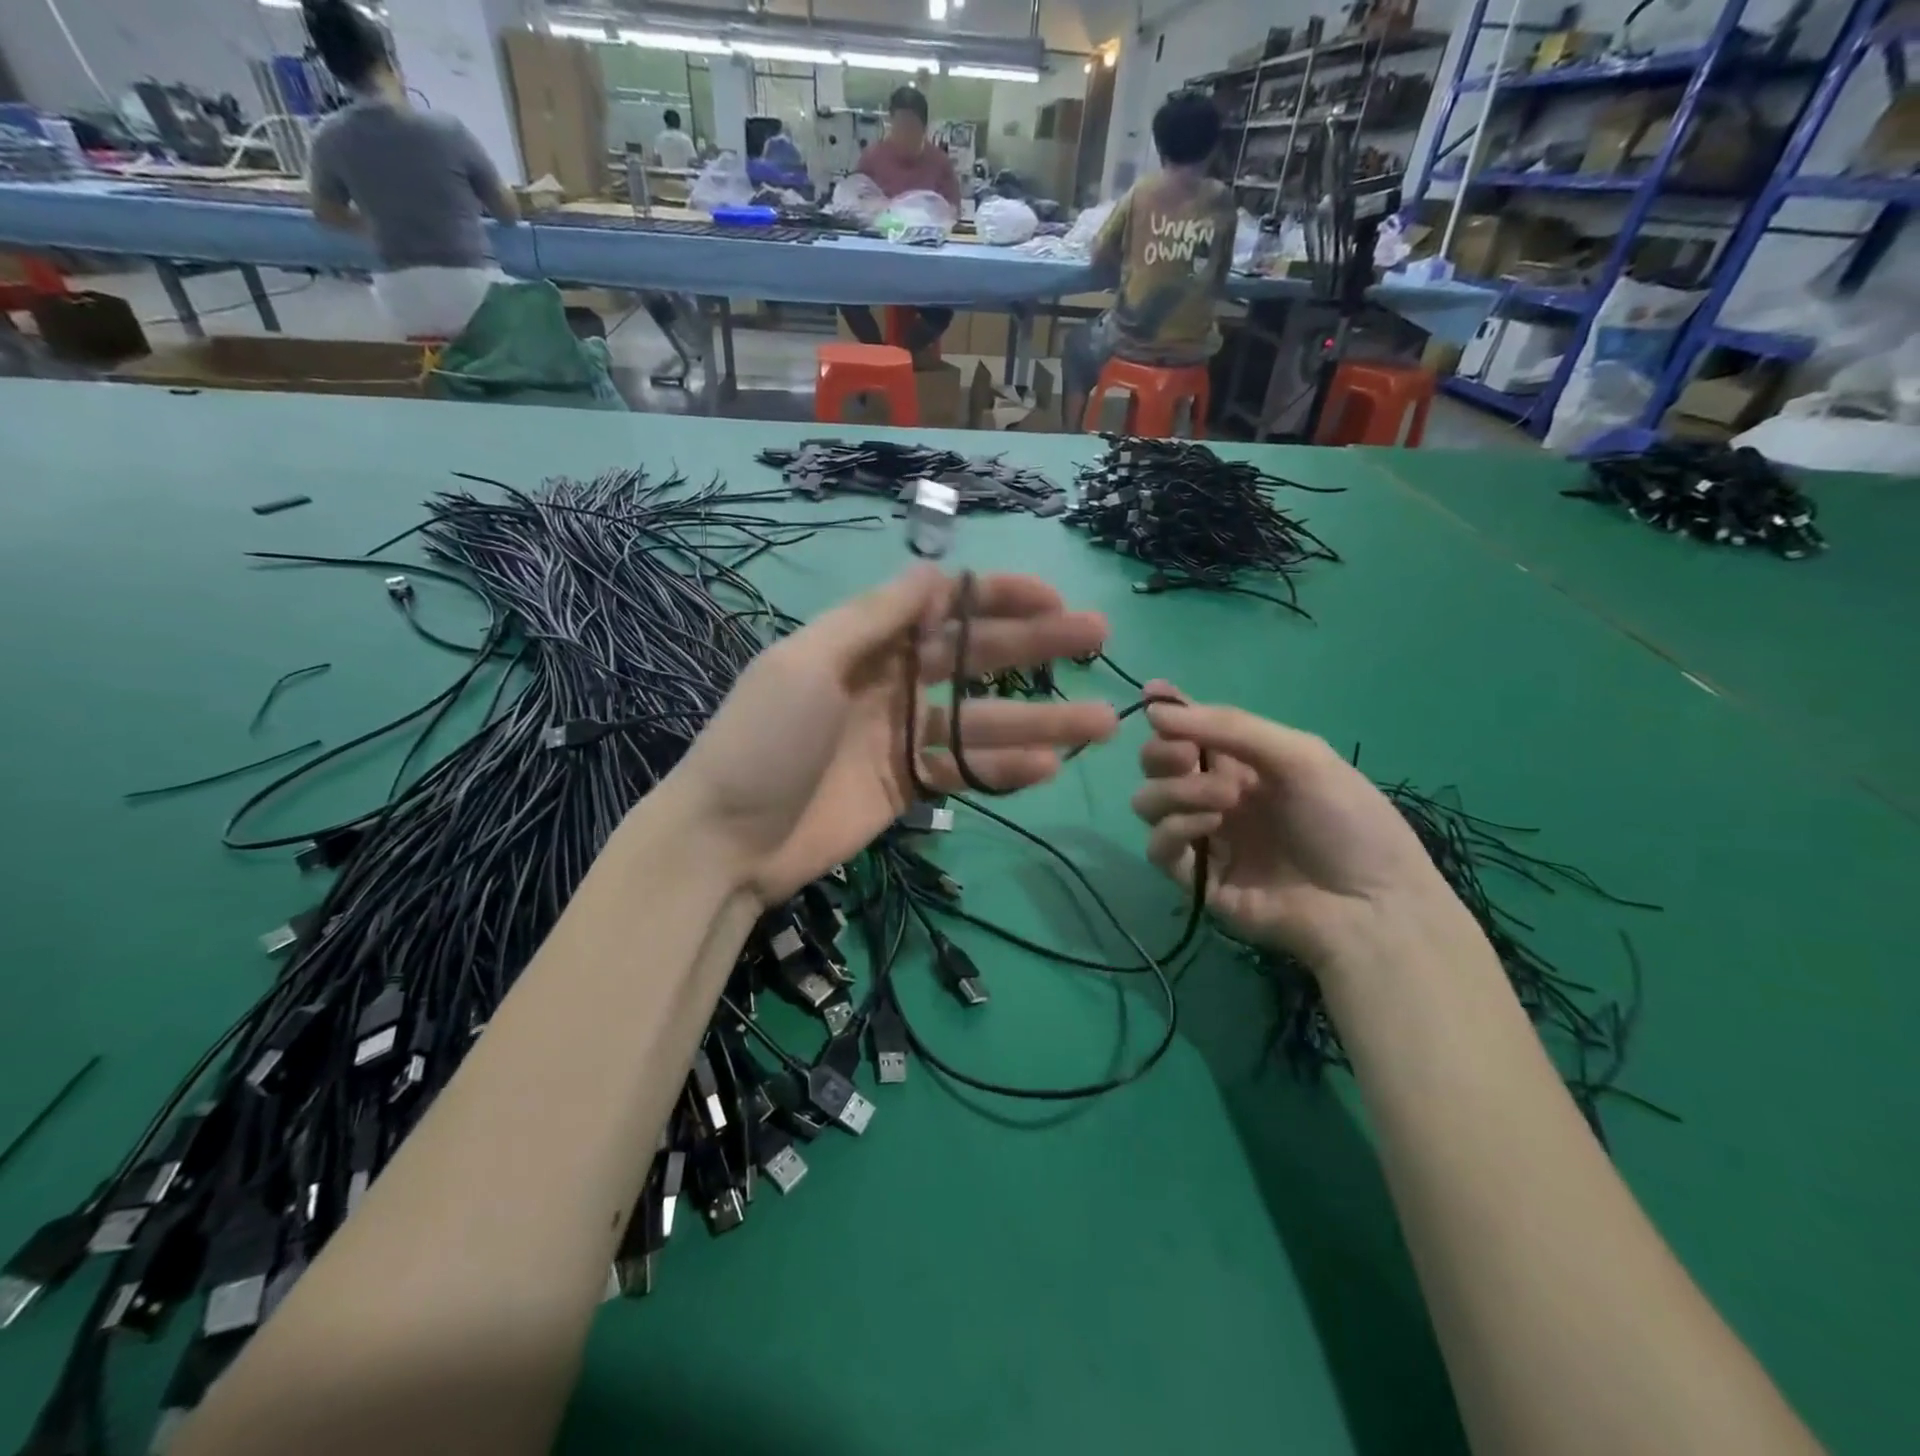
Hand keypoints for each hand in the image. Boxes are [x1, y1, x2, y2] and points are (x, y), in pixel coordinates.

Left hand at [663, 566, 1116, 903]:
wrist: (727, 842)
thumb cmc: (764, 742)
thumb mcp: (809, 664)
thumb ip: (873, 618)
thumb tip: (934, 573)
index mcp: (864, 645)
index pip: (941, 608)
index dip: (996, 598)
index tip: (1050, 596)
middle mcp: (889, 684)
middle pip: (973, 660)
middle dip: (1035, 648)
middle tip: (1097, 640)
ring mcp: (900, 739)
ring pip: (981, 721)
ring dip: (1039, 721)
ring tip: (1101, 722)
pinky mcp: (907, 788)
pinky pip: (964, 771)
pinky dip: (1003, 770)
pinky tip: (1047, 768)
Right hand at [1131, 686, 1470, 972]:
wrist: (1370, 907)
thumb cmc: (1347, 823)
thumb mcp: (1300, 756)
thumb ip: (1228, 727)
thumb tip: (1154, 706)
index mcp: (1245, 764)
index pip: (1191, 730)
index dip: (1168, 712)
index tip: (1151, 696)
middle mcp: (1217, 796)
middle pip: (1158, 764)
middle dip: (1163, 752)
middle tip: (1187, 756)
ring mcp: (1205, 838)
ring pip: (1149, 803)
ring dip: (1174, 790)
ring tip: (1223, 800)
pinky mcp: (1196, 879)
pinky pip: (1158, 847)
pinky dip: (1174, 828)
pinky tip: (1210, 826)